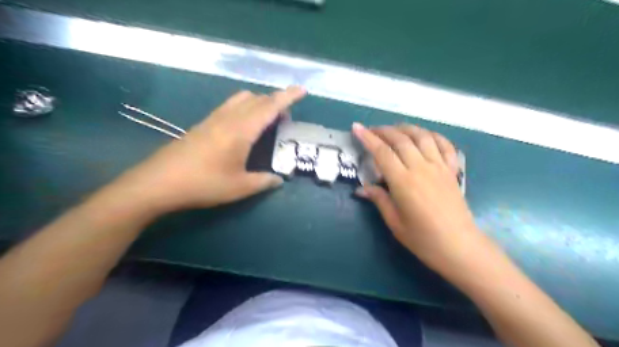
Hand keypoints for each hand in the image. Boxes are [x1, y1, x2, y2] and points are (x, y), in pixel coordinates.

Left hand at [112, 85, 306, 213]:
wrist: (158, 183)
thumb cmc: (203, 183)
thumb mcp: (239, 187)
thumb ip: (263, 182)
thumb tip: (278, 180)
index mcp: (241, 130)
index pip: (269, 107)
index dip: (287, 97)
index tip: (302, 90)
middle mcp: (228, 118)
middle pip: (256, 99)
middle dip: (275, 102)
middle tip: (286, 118)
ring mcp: (213, 119)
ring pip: (241, 99)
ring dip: (258, 103)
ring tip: (267, 119)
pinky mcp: (203, 124)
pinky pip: (230, 106)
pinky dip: (244, 108)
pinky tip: (244, 126)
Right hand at [352, 124, 488, 274]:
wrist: (460, 247)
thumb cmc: (424, 239)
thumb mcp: (395, 222)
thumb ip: (379, 200)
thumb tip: (362, 188)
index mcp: (404, 182)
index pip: (382, 153)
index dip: (368, 138)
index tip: (357, 127)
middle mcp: (421, 168)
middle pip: (401, 140)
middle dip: (384, 131)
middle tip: (372, 130)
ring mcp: (439, 167)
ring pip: (422, 137)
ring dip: (406, 128)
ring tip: (395, 128)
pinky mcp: (452, 171)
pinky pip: (445, 145)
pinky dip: (433, 135)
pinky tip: (424, 136)